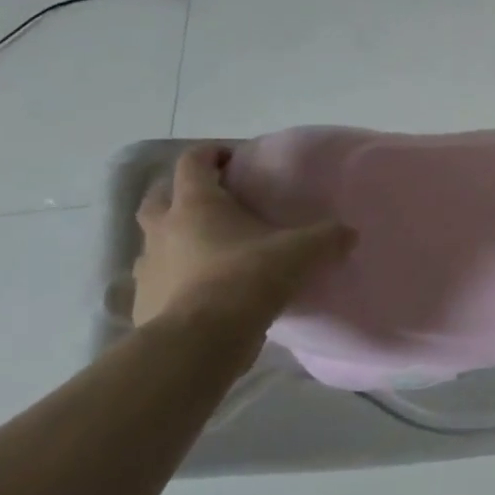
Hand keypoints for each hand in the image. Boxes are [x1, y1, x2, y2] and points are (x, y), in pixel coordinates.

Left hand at [132, 145, 353, 343]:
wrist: (200, 341)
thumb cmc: (247, 278)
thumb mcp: (301, 252)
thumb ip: (327, 238)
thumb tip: (350, 233)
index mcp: (196, 204)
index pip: (194, 161)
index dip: (212, 153)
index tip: (234, 159)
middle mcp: (164, 228)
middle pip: (159, 196)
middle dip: (181, 192)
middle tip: (213, 199)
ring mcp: (148, 267)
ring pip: (154, 240)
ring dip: (173, 237)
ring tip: (206, 248)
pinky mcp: (144, 302)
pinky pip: (157, 280)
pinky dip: (174, 278)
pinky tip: (199, 290)